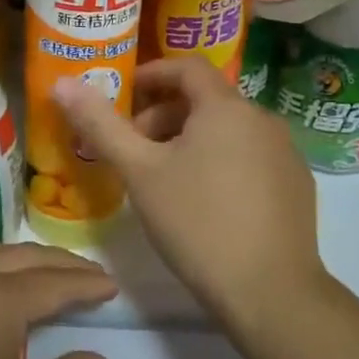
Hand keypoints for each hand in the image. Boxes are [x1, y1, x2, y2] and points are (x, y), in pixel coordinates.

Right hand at [53, 56, 330, 327]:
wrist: (270, 292)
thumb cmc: (197, 222)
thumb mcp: (140, 173)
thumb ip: (101, 125)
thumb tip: (62, 84)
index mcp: (226, 107)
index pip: (187, 66)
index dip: (151, 74)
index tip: (124, 96)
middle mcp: (262, 119)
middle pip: (206, 100)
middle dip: (165, 116)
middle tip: (135, 150)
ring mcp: (285, 152)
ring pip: (229, 130)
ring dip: (192, 140)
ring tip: (165, 179)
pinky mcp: (297, 184)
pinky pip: (251, 156)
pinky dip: (222, 161)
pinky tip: (206, 202)